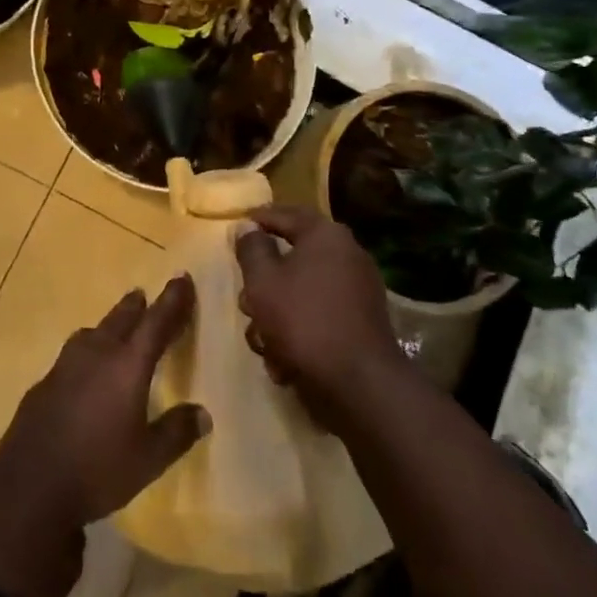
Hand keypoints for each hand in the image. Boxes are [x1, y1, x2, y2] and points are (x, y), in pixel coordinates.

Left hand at [0, 277, 210, 596]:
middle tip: (144, 296)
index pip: (156, 324)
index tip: (182, 279)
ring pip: (92, 333)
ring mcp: (65, 366)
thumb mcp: (148, 459)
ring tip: (116, 328)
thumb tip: (202, 413)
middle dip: (137, 307)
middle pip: (120, 320)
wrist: (29, 484)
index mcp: (127, 366)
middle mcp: (96, 355)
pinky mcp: (45, 382)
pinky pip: (73, 354)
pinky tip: (86, 370)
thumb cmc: (98, 469)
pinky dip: (88, 351)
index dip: (172, 301)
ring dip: (108, 325)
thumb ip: (176, 432)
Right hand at [235, 205, 406, 429]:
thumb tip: (248, 227)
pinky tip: (284, 360)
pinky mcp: (360, 323)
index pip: (285, 214)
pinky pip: (318, 315)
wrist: (358, 382)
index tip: (236, 226)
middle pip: (292, 258)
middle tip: (246, 301)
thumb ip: (251, 249)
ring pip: (301, 291)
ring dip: (276, 314)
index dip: (257, 218)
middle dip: (263, 283)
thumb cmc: (302, 319)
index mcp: (326, 235)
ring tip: (263, 341)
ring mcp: (357, 291)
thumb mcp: (262, 280)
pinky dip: (298, 332)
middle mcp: (347, 255)